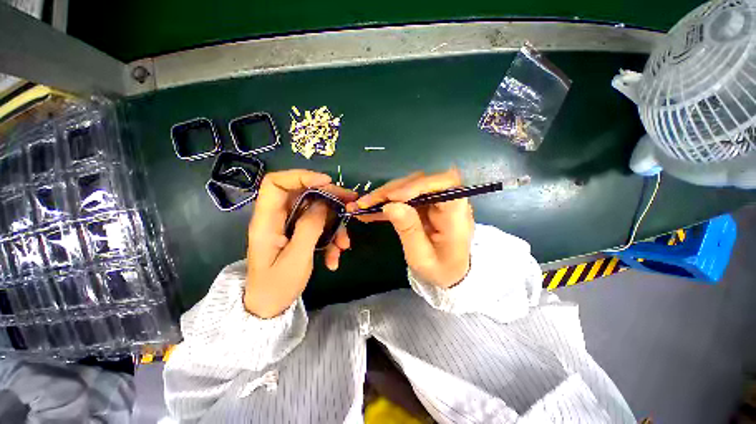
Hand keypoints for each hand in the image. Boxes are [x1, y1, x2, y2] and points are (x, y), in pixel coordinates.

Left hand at [245, 170, 356, 317]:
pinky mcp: (300, 234)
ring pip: (316, 212)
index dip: (301, 176)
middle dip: (329, 198)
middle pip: (304, 194)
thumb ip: (309, 228)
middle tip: (351, 203)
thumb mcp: (296, 258)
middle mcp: (278, 218)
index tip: (327, 182)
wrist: (269, 307)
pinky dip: (331, 239)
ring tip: (344, 245)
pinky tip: (335, 258)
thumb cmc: (276, 286)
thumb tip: (322, 203)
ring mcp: (290, 226)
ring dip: (334, 225)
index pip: (276, 184)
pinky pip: (319, 227)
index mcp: (267, 221)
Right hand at [348, 169, 473, 288]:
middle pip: (421, 182)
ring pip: (409, 187)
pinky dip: (388, 203)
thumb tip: (390, 205)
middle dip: (392, 190)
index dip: (417, 185)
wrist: (451, 273)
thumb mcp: (422, 257)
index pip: (444, 184)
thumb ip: (409, 230)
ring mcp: (437, 201)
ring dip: (386, 195)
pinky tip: (371, 210)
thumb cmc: (440, 270)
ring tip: (364, 205)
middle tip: (367, 202)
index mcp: (456, 216)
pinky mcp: (426, 204)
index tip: (392, 197)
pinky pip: (406, 198)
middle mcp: (449, 202)